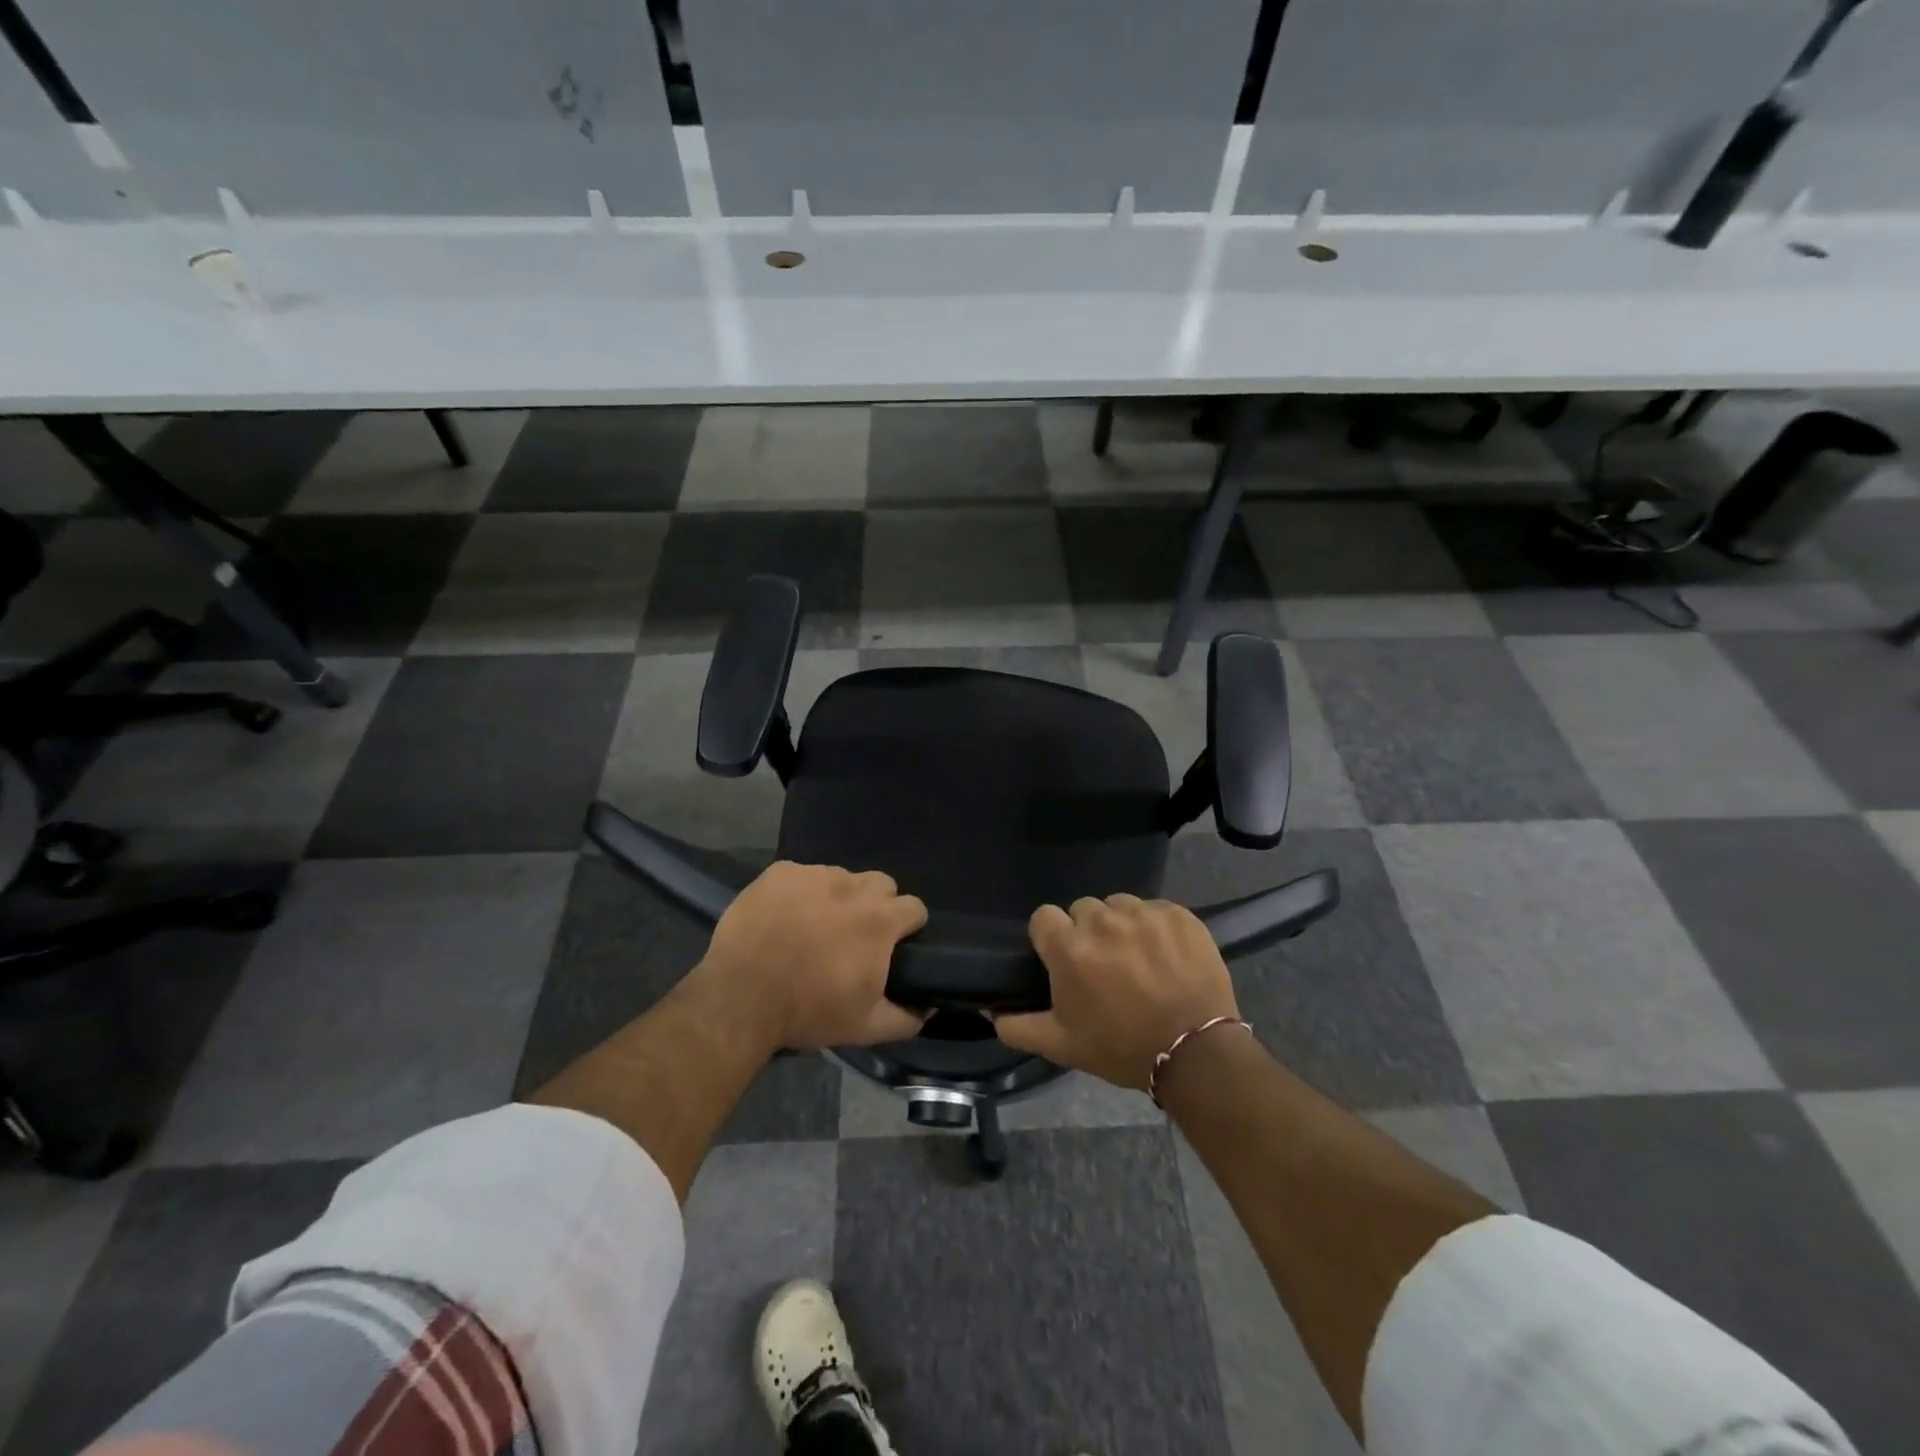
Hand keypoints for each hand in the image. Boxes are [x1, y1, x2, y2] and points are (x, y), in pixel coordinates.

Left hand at [695, 861, 928, 1050]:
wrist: (741, 998)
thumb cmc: (808, 1011)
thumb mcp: (865, 1027)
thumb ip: (906, 1017)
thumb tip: (929, 1007)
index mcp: (879, 920)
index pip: (914, 907)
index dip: (907, 926)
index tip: (893, 945)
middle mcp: (853, 887)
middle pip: (881, 884)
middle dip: (876, 905)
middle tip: (853, 935)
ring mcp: (814, 875)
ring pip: (841, 877)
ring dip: (837, 897)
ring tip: (813, 926)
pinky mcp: (780, 872)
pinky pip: (802, 875)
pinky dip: (799, 892)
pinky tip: (784, 917)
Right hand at [995, 894, 1238, 1090]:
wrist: (1195, 1053)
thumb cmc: (1121, 1047)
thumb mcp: (1061, 1045)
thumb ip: (1017, 1026)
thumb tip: (989, 1010)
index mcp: (1069, 947)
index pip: (1044, 917)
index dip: (1051, 938)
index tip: (1064, 960)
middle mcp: (1102, 920)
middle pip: (1083, 909)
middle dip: (1087, 932)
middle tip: (1104, 966)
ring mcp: (1143, 914)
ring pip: (1119, 906)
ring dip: (1121, 926)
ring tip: (1137, 959)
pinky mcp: (1178, 915)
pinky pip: (1155, 909)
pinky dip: (1155, 927)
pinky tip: (1165, 956)